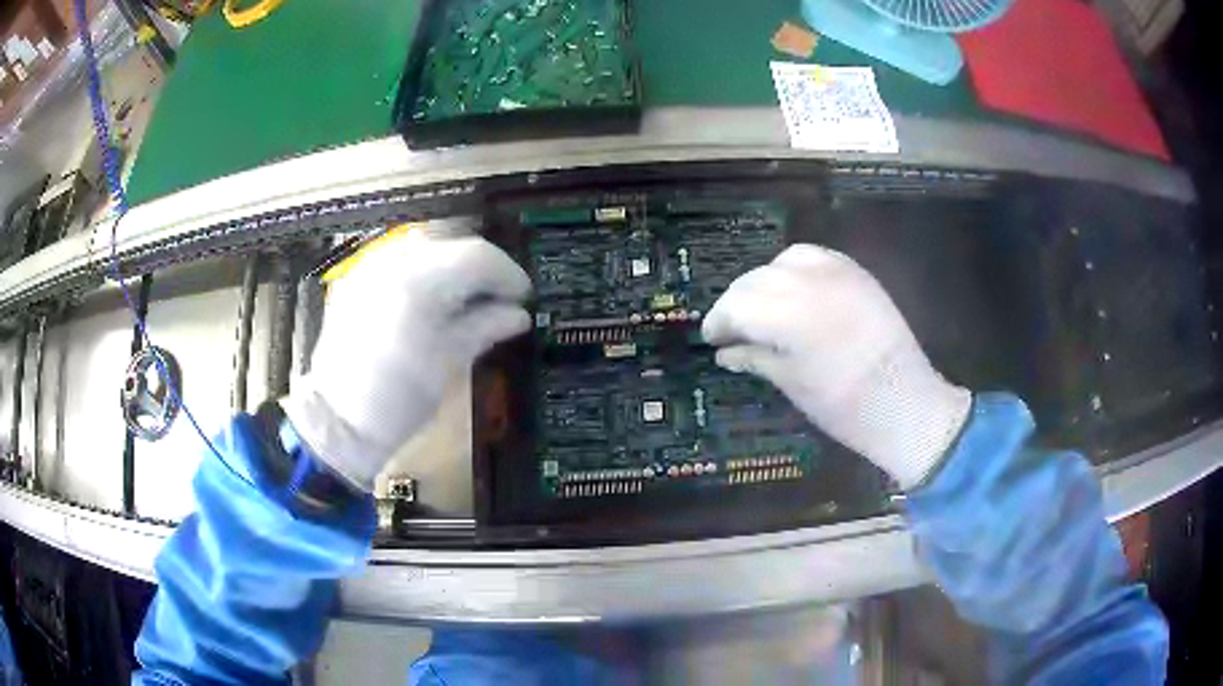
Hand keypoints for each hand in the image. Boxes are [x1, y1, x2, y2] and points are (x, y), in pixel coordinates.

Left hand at [282, 231, 530, 490]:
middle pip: (453, 243)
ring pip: (427, 246)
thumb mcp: (448, 364)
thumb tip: (517, 314)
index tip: (524, 296)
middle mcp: (392, 262)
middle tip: (500, 296)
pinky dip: (426, 271)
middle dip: (482, 266)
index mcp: (418, 283)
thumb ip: (484, 327)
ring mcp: (370, 268)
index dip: (508, 274)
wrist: (338, 422)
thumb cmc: (397, 401)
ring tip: (469, 297)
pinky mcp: (357, 281)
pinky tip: (434, 299)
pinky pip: (401, 260)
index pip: (478, 256)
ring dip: (454, 266)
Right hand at [701, 244, 970, 488]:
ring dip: (765, 282)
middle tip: (731, 329)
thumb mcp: (793, 384)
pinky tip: (795, 294)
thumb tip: (725, 352)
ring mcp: (839, 273)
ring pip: (783, 261)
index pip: (737, 305)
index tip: (711, 339)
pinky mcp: (858, 274)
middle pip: (755, 280)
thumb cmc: (845, 408)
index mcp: (791, 318)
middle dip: (737, 302)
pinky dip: (795, 270)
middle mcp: (811, 284)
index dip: (718, 321)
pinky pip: (816, 257)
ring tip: (763, 309)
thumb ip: (755, 358)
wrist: (907, 405)